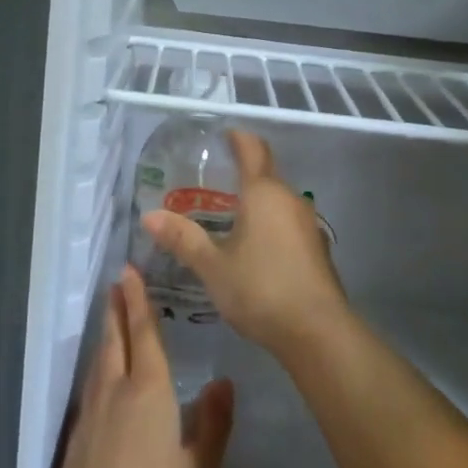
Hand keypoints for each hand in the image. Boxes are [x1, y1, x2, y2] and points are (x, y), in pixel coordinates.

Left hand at [39, 267, 234, 467]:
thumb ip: (211, 426)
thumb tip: (223, 383)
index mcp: (148, 392)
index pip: (143, 335)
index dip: (138, 302)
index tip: (129, 272)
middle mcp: (115, 392)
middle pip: (115, 340)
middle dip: (117, 308)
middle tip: (116, 282)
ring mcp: (90, 414)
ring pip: (99, 360)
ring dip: (106, 333)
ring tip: (110, 318)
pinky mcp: (76, 437)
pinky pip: (90, 383)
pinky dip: (98, 364)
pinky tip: (101, 375)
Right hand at [142, 130, 348, 357]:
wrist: (317, 333)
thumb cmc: (261, 288)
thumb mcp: (213, 265)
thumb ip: (182, 239)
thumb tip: (149, 216)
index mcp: (264, 193)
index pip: (252, 150)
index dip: (238, 138)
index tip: (224, 135)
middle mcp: (290, 200)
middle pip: (267, 174)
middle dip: (242, 172)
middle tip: (212, 181)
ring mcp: (308, 225)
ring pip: (278, 201)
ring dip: (256, 201)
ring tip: (228, 214)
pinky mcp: (316, 250)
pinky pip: (287, 223)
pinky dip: (269, 224)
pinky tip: (253, 246)